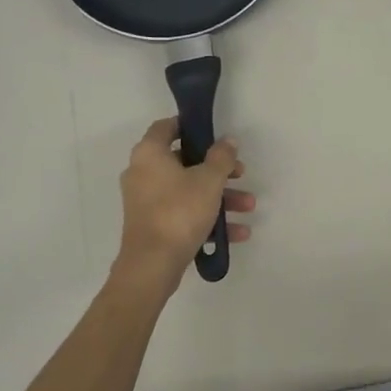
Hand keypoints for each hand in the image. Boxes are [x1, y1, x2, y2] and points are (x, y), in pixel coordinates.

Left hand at [114, 117, 253, 284]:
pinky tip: (237, 232)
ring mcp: (145, 201)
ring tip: (248, 207)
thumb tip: (228, 141)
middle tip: (241, 173)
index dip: (190, 126)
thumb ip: (222, 157)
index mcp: (149, 154)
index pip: (166, 127)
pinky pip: (183, 213)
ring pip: (187, 190)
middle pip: (184, 161)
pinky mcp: (152, 225)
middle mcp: (142, 173)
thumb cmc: (179, 211)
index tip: (214, 133)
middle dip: (217, 169)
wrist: (152, 264)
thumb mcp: (209, 180)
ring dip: (219, 196)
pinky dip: (207, 218)